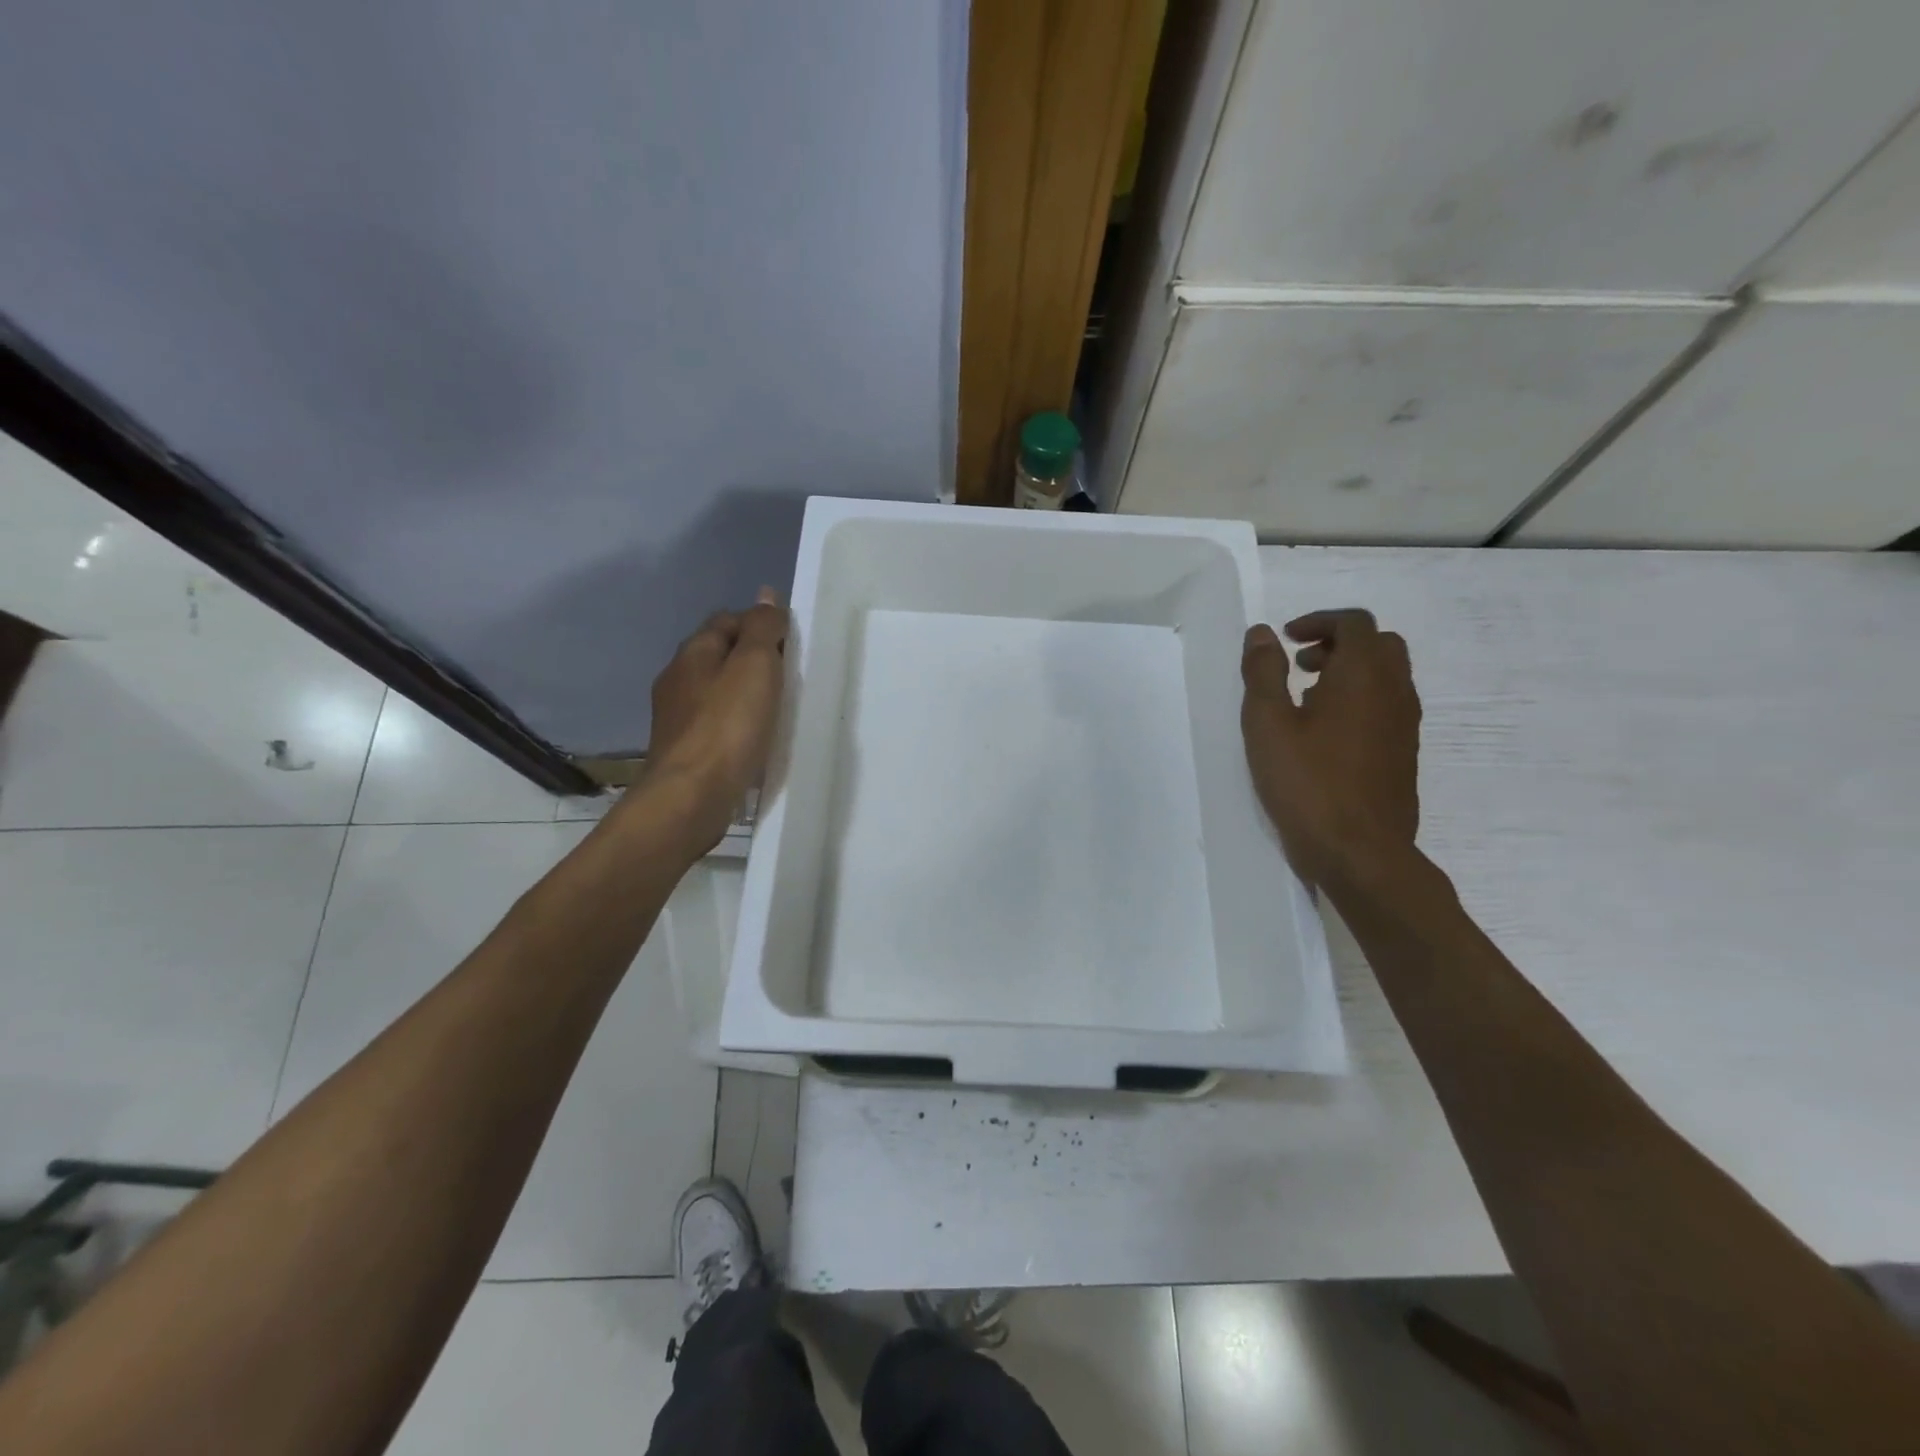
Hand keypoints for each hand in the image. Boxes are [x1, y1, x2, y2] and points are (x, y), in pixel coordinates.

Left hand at [641, 589, 788, 853]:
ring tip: (778, 708)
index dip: (759, 624)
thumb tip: (766, 594)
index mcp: (693, 653)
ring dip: (745, 693)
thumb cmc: (727, 726)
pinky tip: (755, 739)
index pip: (727, 620)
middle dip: (752, 659)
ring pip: (717, 691)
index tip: (790, 644)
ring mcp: (677, 718)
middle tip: (789, 676)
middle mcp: (678, 679)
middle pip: (720, 655)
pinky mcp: (685, 751)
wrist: (691, 796)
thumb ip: (762, 629)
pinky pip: (716, 724)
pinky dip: (737, 723)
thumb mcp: (754, 666)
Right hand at [1241, 608, 1420, 889]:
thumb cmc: (1307, 782)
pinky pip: (1387, 706)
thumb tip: (1263, 633)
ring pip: (1387, 676)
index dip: (1319, 621)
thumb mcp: (1267, 724)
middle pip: (1379, 644)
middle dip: (1338, 643)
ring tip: (1306, 699)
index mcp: (1364, 675)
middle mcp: (1394, 691)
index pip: (1354, 623)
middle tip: (1299, 664)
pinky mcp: (1404, 753)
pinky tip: (1325, 734)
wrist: (1360, 851)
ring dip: (1350, 671)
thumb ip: (1263, 673)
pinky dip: (1360, 699)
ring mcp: (1404, 725)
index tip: (1286, 640)